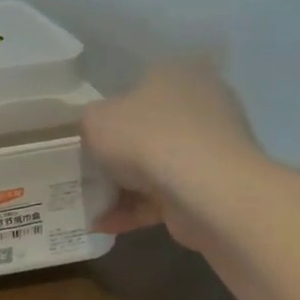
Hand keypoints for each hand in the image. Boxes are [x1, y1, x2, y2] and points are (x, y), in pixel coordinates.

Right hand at [80, 61, 271, 249]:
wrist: (206, 190)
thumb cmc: (146, 138)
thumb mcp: (94, 119)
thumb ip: (88, 122)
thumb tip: (95, 132)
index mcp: (176, 74)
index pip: (137, 86)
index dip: (108, 112)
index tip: (87, 136)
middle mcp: (201, 104)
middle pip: (146, 129)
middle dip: (115, 155)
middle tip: (86, 173)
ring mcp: (212, 147)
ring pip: (155, 166)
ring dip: (121, 188)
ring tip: (90, 207)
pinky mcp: (214, 186)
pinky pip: (165, 196)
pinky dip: (136, 210)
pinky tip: (106, 225)